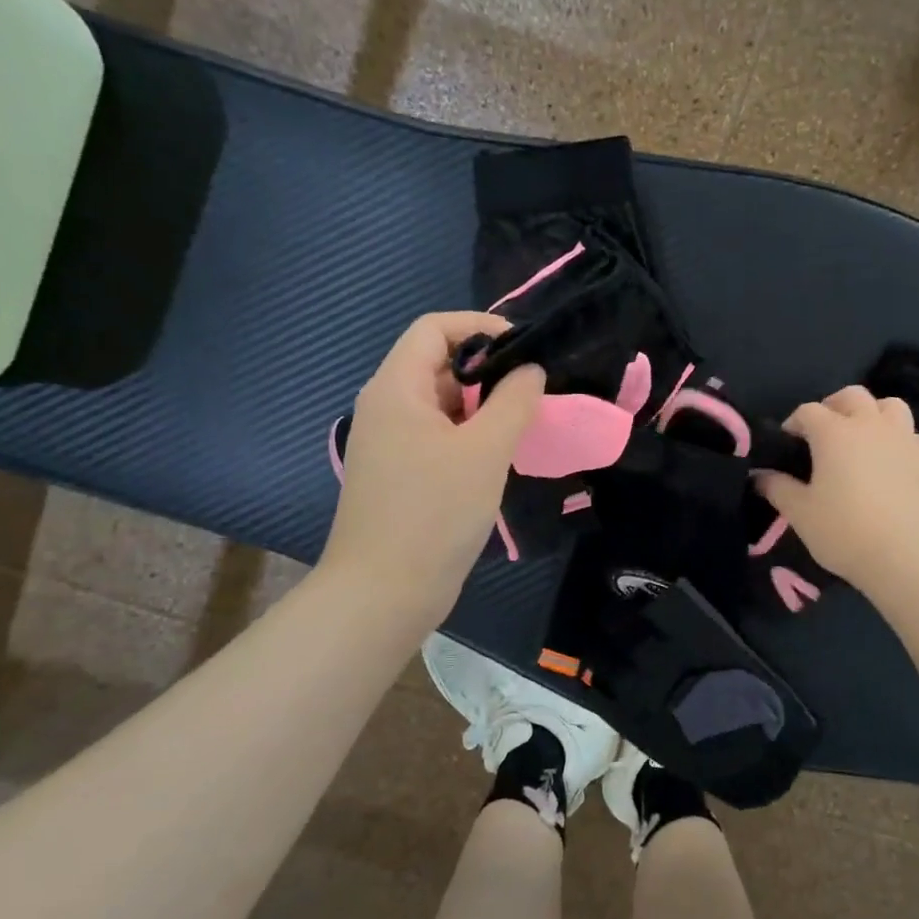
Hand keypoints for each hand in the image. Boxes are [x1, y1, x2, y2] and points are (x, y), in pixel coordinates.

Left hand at [321, 312, 544, 622]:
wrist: (385, 591)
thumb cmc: (435, 512)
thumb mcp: (485, 450)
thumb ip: (513, 401)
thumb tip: (530, 370)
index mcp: (396, 388)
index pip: (434, 328)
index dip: (481, 326)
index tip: (525, 346)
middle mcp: (386, 407)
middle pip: (438, 364)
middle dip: (488, 370)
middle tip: (534, 390)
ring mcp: (390, 443)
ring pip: (441, 404)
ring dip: (482, 406)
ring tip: (524, 422)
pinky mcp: (399, 474)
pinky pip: (438, 436)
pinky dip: (470, 434)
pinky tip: (499, 456)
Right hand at [756, 386, 918, 598]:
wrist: (903, 558)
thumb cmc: (843, 531)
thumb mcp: (799, 512)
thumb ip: (776, 487)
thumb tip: (759, 475)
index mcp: (834, 432)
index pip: (808, 411)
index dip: (794, 423)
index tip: (787, 444)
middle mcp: (870, 425)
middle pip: (852, 396)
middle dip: (833, 406)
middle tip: (822, 432)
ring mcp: (903, 439)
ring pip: (889, 406)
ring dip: (872, 413)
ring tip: (861, 437)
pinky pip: (911, 434)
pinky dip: (898, 438)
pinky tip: (890, 458)